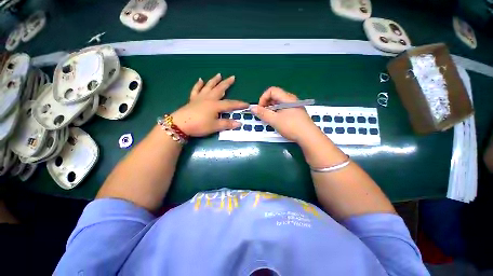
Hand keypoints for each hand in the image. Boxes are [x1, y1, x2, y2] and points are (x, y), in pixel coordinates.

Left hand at [171, 74, 248, 136]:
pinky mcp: (193, 100)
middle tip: (232, 77)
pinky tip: (200, 80)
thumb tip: (239, 123)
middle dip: (227, 83)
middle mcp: (209, 99)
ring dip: (214, 80)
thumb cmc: (199, 125)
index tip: (247, 104)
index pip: (230, 104)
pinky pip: (196, 90)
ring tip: (219, 74)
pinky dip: (198, 84)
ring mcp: (200, 98)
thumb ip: (227, 124)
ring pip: (209, 87)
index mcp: (215, 105)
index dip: (239, 104)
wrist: (179, 125)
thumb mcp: (215, 127)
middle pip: (219, 89)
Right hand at [251, 87, 319, 142]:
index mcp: (287, 98)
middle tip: (264, 114)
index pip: (271, 90)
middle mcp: (291, 100)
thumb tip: (252, 108)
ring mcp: (294, 106)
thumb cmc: (291, 126)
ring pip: (279, 103)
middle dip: (266, 104)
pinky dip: (277, 112)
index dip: (263, 98)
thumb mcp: (275, 120)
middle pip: (275, 96)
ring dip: (271, 109)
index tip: (260, 109)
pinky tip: (277, 120)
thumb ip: (263, 113)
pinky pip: (283, 109)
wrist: (308, 136)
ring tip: (269, 118)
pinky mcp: (295, 113)